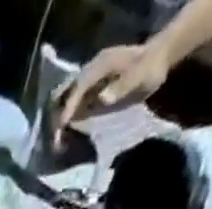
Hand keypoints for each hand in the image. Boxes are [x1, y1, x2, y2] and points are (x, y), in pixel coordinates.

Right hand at [51, 44, 170, 146]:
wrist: (157, 61)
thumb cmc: (149, 68)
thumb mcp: (140, 76)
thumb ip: (122, 86)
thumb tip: (101, 99)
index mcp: (100, 65)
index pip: (78, 86)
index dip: (69, 106)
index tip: (61, 127)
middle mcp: (90, 74)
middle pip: (64, 93)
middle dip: (57, 115)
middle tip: (55, 140)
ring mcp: (89, 85)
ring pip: (65, 103)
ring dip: (59, 122)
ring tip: (57, 145)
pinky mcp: (91, 95)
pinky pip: (74, 109)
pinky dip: (67, 124)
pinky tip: (65, 139)